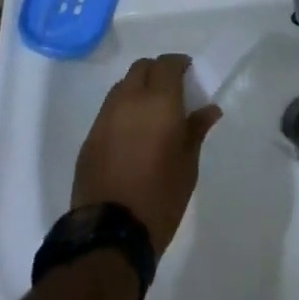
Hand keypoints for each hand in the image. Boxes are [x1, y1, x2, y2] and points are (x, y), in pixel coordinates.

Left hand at [72, 55, 221, 255]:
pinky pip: (108, 110)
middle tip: (171, 93)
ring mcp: (105, 118)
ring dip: (137, 89)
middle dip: (157, 72)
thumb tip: (209, 108)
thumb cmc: (160, 198)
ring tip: (150, 114)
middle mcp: (129, 100)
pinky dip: (122, 111)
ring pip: (122, 86)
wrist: (110, 235)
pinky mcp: (89, 138)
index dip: (179, 64)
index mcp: (158, 102)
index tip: (189, 76)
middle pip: (141, 68)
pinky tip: (131, 136)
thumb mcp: (188, 165)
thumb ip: (196, 129)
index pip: (167, 64)